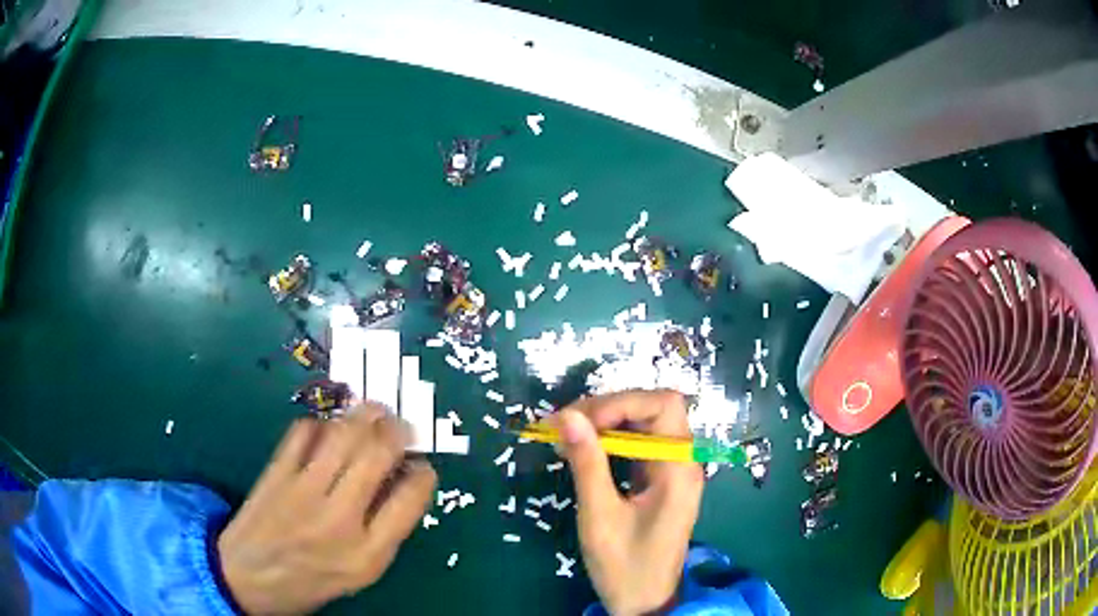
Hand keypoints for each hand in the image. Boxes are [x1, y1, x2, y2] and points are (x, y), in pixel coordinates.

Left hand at [217, 404, 436, 614]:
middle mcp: (339, 519)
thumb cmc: (311, 580)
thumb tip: (403, 483)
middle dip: (398, 431)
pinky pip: (303, 432)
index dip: (423, 473)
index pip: (410, 498)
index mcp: (368, 553)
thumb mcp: (361, 572)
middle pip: (378, 454)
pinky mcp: (276, 473)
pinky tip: (328, 427)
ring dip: (365, 415)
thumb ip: (385, 531)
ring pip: (342, 434)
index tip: (421, 466)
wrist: (249, 577)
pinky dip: (321, 422)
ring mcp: (303, 491)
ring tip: (374, 412)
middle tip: (401, 426)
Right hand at [556, 390, 703, 615]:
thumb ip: (587, 464)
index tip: (579, 421)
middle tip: (563, 425)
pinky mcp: (660, 481)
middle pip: (654, 409)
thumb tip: (568, 416)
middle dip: (608, 409)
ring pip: (645, 424)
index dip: (621, 402)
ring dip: (606, 423)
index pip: (663, 405)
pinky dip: (610, 441)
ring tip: (565, 434)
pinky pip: (639, 445)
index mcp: (678, 469)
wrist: (644, 602)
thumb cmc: (624, 565)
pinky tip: (583, 450)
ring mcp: (673, 471)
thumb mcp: (599, 516)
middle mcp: (683, 462)